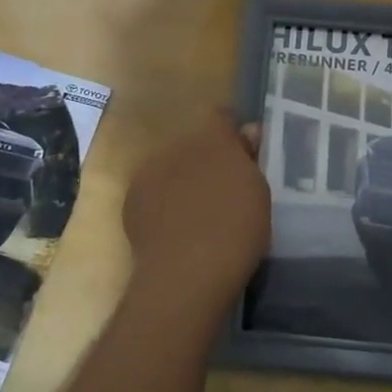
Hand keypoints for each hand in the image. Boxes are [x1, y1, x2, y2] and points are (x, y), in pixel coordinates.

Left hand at [121, 112, 269, 311]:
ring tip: (195, 215)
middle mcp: (178, 146)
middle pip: (195, 144)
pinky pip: (153, 193)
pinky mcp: (131, 201)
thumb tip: (247, 132)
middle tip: (221, 191)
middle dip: (206, 160)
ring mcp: (150, 172)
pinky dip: (162, 204)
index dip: (232, 133)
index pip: (222, 117)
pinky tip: (173, 230)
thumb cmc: (236, 230)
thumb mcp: (259, 193)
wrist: (185, 274)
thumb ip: (249, 158)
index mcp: (213, 139)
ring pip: (171, 168)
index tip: (243, 153)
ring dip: (182, 180)